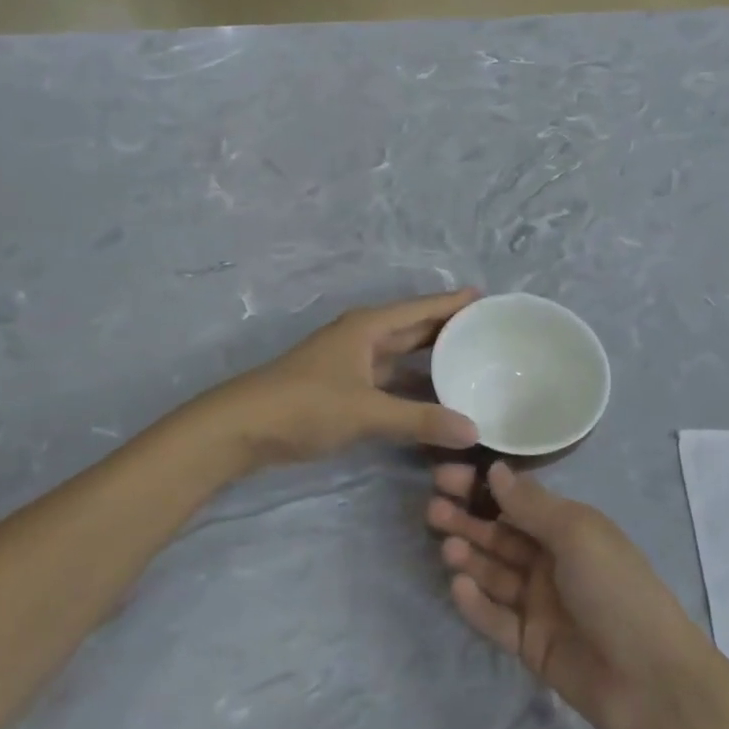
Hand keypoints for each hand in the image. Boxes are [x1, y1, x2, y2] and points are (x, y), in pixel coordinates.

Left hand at [212, 290, 480, 466]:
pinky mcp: (343, 389)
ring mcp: (351, 364)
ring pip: (401, 356)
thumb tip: (473, 431)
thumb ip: (419, 421)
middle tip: (487, 331)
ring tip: (469, 362)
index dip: (452, 303)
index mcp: (368, 327)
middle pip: (412, 328)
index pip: (420, 309)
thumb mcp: (365, 411)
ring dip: (430, 359)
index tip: (486, 297)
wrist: (241, 427)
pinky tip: (433, 399)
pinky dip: (412, 386)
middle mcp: (362, 338)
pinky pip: (389, 381)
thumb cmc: (305, 405)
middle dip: (446, 328)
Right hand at [428, 461, 710, 728]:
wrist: (651, 680)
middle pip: (500, 535)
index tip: (446, 476)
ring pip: (494, 573)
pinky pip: (496, 618)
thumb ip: (532, 505)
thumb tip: (495, 469)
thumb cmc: (616, 589)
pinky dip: (476, 603)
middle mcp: (551, 561)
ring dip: (470, 557)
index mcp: (568, 529)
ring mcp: (540, 604)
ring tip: (447, 548)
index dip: (482, 487)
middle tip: (433, 510)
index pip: (517, 501)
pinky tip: (459, 586)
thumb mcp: (577, 534)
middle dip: (467, 520)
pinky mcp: (530, 643)